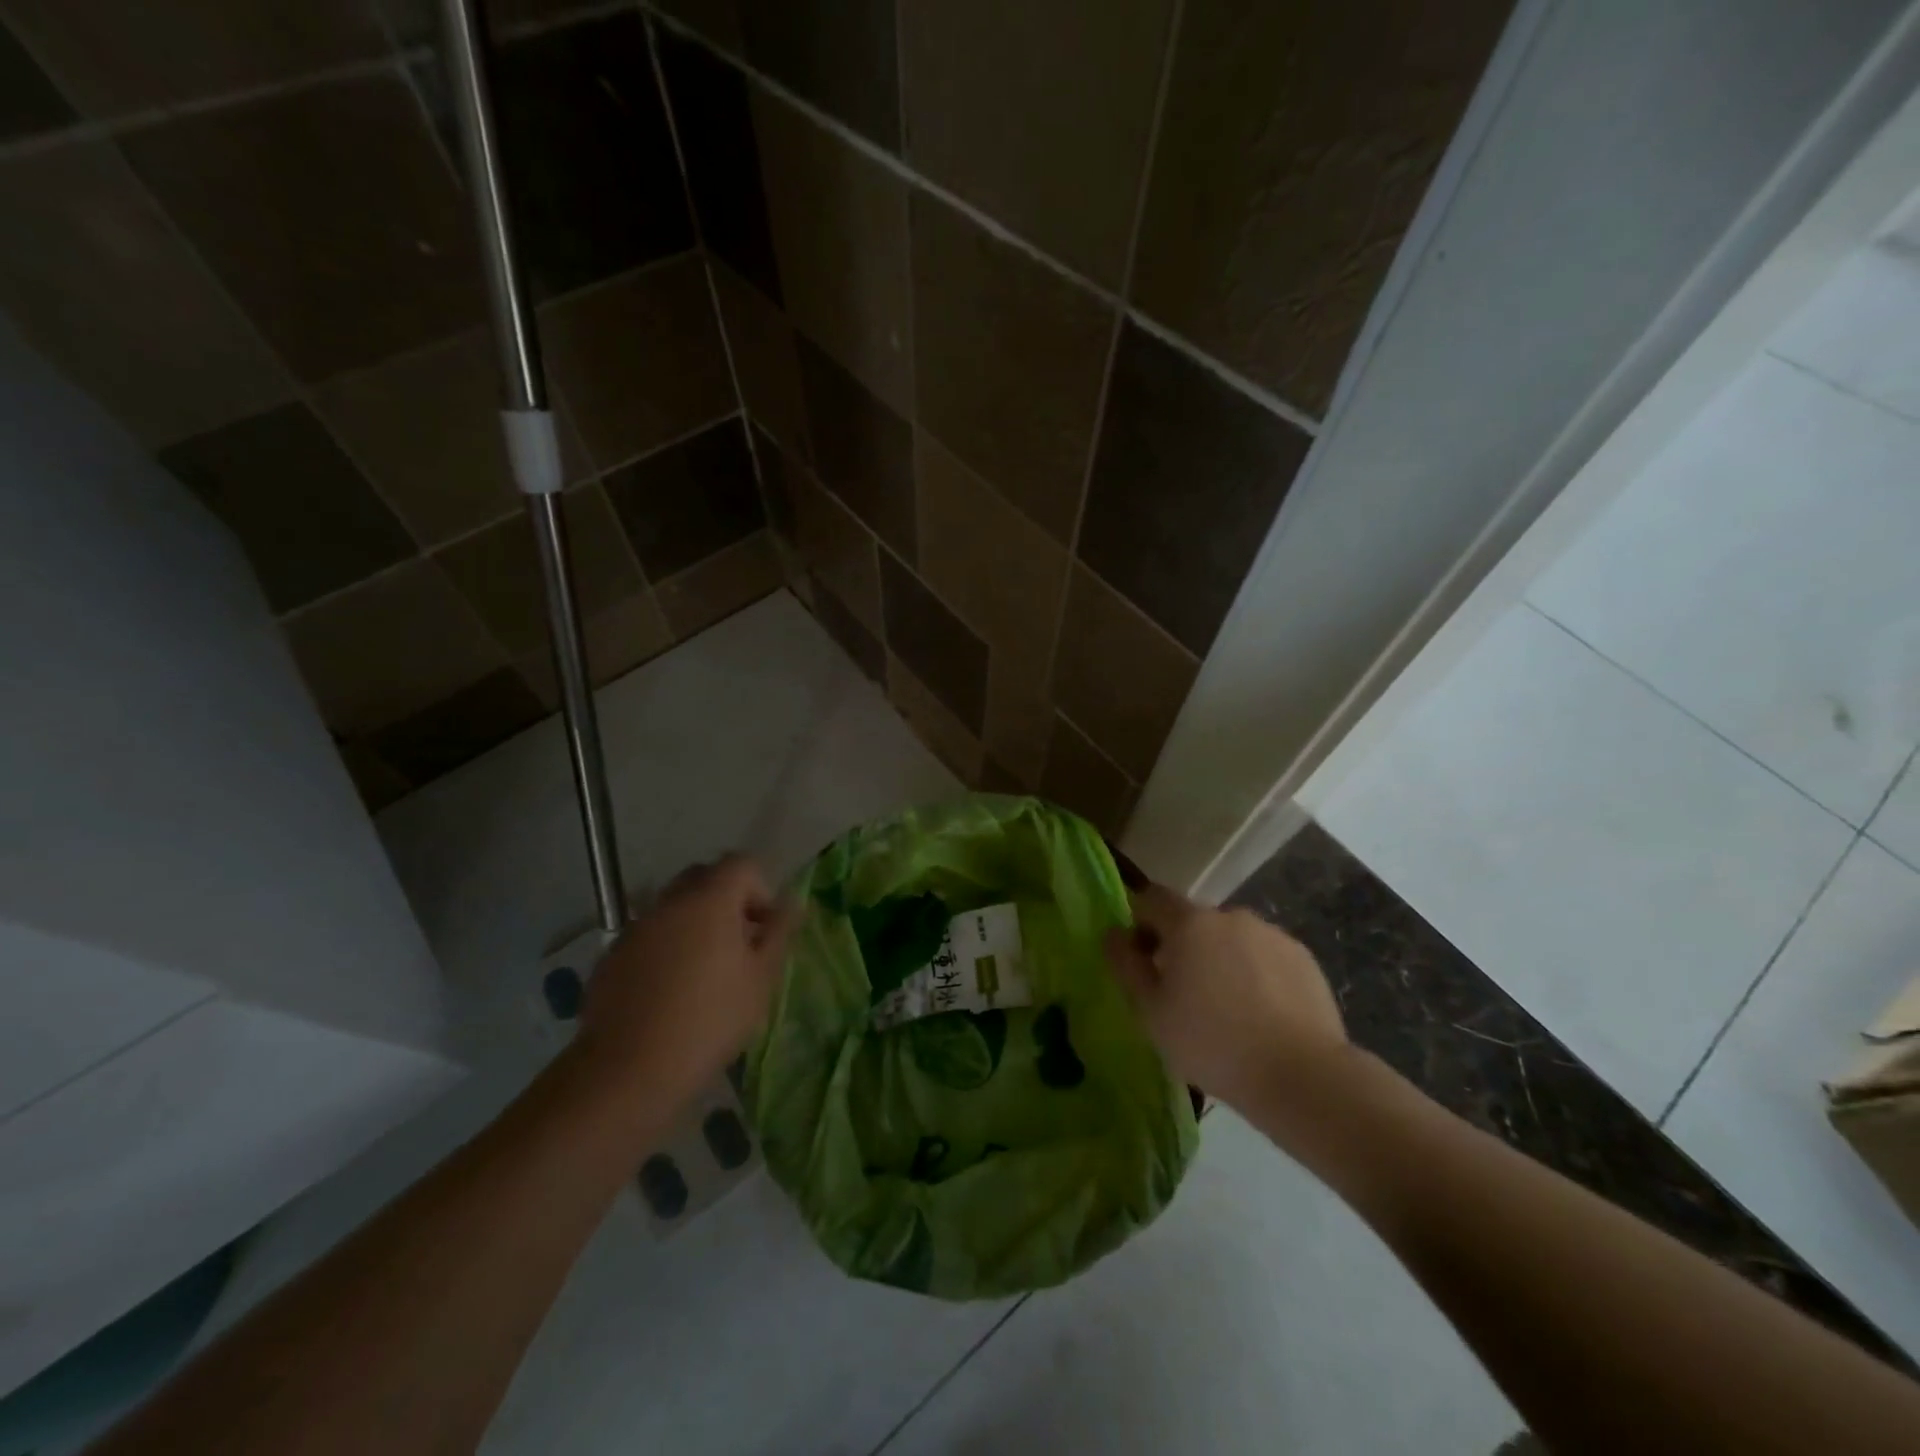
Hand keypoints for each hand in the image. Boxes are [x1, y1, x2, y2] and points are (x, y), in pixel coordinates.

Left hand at [577, 855, 795, 1102]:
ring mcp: (636, 927)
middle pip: (704, 877)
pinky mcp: (612, 956)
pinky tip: (670, 991)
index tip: (764, 930)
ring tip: (705, 971)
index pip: (741, 864)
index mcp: (710, 899)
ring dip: (695, 923)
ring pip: (674, 906)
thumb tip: (792, 903)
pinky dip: (666, 947)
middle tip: (739, 944)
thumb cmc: (710, 1020)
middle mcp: (669, 902)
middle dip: (727, 900)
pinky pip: (649, 935)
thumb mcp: (761, 979)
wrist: (629, 1070)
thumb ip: (779, 932)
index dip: (760, 889)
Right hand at [1104, 883, 1347, 1111]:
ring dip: (1221, 960)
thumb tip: (1113, 933)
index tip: (1142, 960)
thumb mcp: (1150, 1012)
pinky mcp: (1304, 959)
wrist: (1301, 1075)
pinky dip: (1255, 975)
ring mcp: (1272, 935)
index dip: (1140, 922)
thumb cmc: (1212, 1043)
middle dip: (1182, 947)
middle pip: (1194, 921)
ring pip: (1232, 940)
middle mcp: (1231, 916)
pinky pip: (1265, 957)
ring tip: (1227, 1010)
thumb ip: (1126, 965)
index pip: (1152, 899)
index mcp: (1190, 923)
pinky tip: (1261, 1015)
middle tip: (1182, 995)